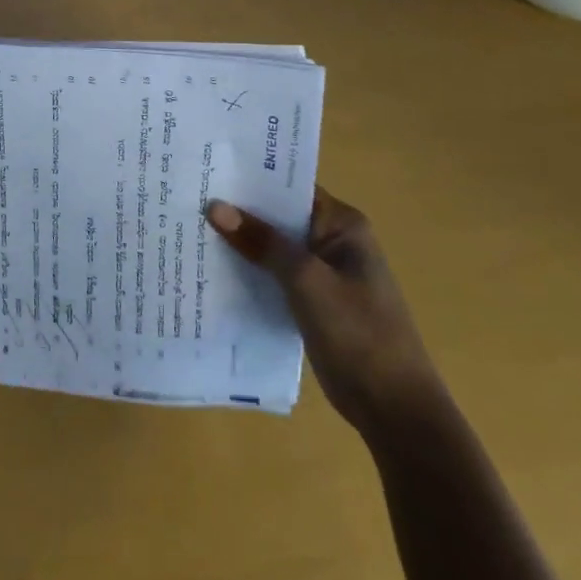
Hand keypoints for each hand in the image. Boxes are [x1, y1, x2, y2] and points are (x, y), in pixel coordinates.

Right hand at [206, 188, 442, 437]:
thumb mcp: (306, 280)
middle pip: (278, 216)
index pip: (290, 188)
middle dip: (239, 211)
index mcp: (342, 225)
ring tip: (189, 228)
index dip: (250, 180)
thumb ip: (262, 242)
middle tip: (188, 197)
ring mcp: (322, 273)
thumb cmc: (357, 333)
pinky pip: (273, 275)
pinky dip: (249, 271)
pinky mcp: (312, 301)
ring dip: (240, 243)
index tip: (207, 172)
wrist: (393, 407)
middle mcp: (333, 241)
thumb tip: (215, 206)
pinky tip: (211, 269)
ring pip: (273, 247)